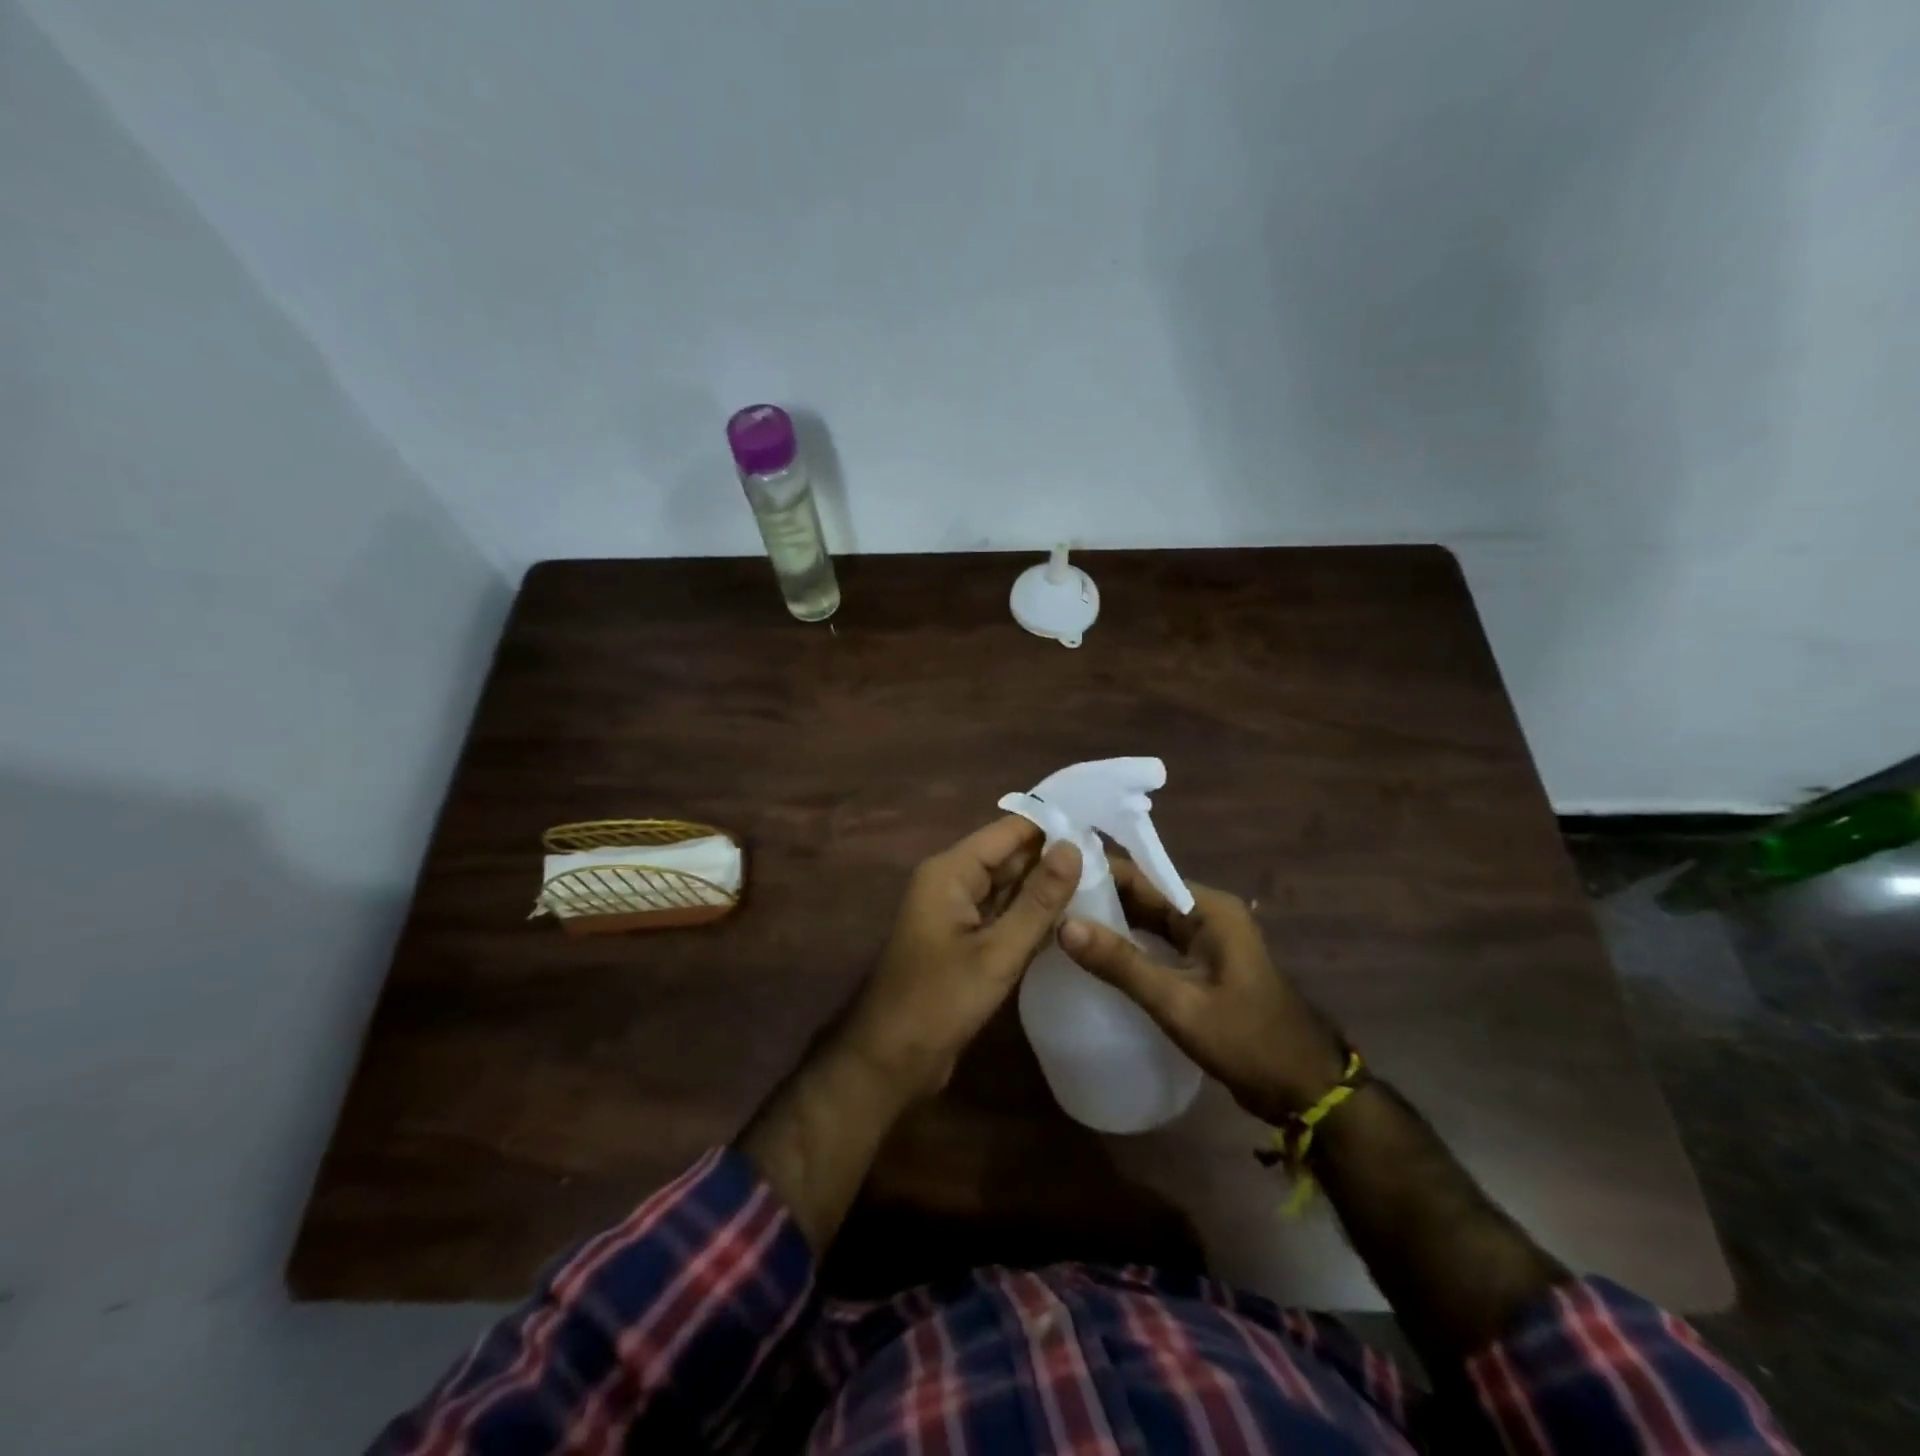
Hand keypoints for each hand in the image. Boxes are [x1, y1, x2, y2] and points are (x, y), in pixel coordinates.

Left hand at [839, 816, 1081, 1101]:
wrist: (890, 1061)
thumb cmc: (939, 1002)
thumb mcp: (997, 952)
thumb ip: (1038, 901)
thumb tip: (1074, 847)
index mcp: (950, 871)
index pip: (1009, 831)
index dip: (1052, 827)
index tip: (1102, 831)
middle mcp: (952, 881)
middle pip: (1010, 857)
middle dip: (1055, 858)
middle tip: (1114, 863)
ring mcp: (957, 912)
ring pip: (1009, 887)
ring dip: (1047, 889)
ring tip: (1105, 884)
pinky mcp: (965, 941)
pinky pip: (1003, 915)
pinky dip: (1032, 916)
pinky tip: (1073, 919)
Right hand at [1058, 859, 1346, 1124]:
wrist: (1306, 1091)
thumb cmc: (1247, 1041)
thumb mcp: (1179, 1003)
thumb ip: (1122, 964)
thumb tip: (1063, 924)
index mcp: (1206, 907)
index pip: (1139, 876)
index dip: (1094, 873)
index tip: (1049, 874)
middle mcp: (1206, 912)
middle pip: (1142, 894)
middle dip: (1096, 896)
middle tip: (1043, 900)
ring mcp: (1206, 939)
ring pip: (1147, 919)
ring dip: (1109, 921)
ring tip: (1055, 921)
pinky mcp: (1203, 964)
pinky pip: (1157, 942)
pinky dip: (1128, 944)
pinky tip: (1093, 954)